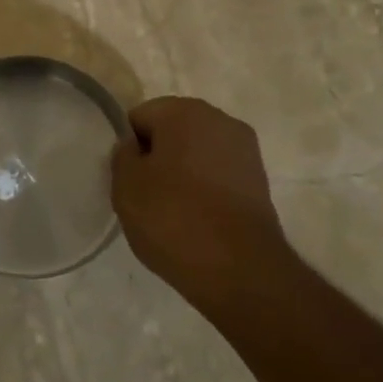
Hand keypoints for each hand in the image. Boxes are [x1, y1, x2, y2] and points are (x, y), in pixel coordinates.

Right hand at [113, 96, 291, 313]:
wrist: (240, 270)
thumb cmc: (174, 218)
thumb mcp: (126, 186)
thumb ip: (123, 156)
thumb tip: (134, 148)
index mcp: (184, 111)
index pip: (140, 118)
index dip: (129, 148)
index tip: (128, 179)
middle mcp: (220, 120)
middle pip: (172, 131)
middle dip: (157, 157)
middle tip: (146, 195)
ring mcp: (245, 150)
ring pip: (197, 153)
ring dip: (182, 173)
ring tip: (172, 212)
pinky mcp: (260, 181)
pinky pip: (218, 175)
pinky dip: (205, 190)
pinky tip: (197, 220)